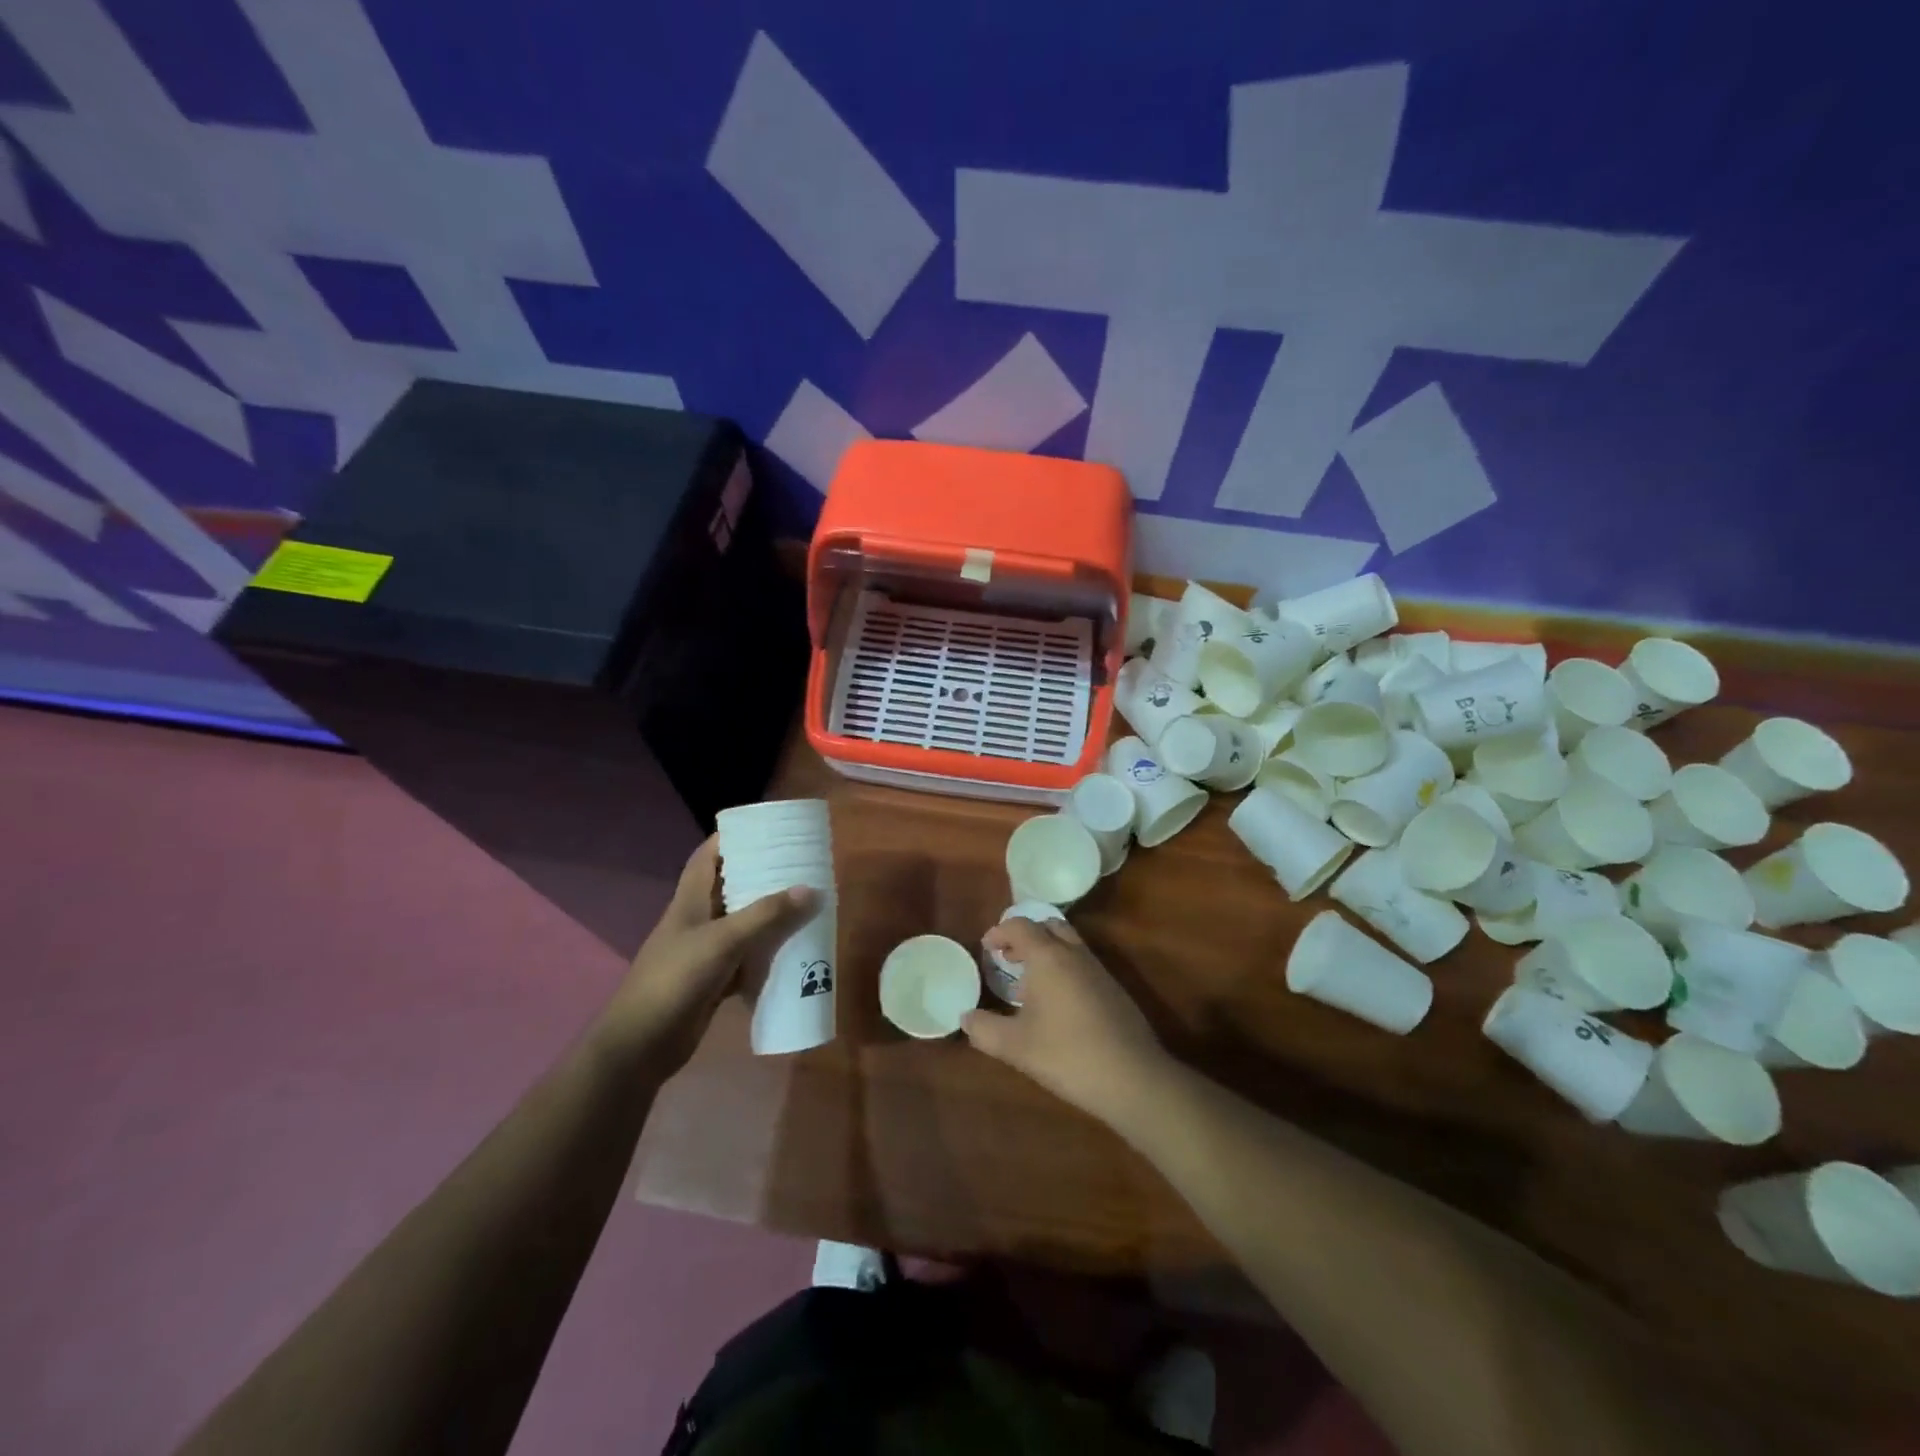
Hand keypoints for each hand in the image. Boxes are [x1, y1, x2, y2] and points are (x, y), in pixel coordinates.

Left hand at [596, 837, 815, 1073]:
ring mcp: (704, 951)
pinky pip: (746, 957)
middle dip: (760, 874)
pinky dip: (766, 952)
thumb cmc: (675, 979)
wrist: (642, 1044)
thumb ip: (766, 915)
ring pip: (741, 923)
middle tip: (798, 864)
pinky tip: (793, 948)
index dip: (730, 838)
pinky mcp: (713, 979)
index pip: (707, 857)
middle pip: (730, 887)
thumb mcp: (723, 941)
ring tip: (804, 900)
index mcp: (689, 901)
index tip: (764, 828)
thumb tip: (811, 889)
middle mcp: (697, 920)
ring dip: (767, 914)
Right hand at [963, 917, 1172, 1128]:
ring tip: (1029, 984)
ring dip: (1046, 952)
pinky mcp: (1114, 989)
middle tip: (1008, 959)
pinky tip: (1057, 1005)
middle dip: (1025, 936)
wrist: (1132, 1078)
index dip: (999, 932)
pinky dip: (1064, 968)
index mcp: (1048, 957)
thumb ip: (984, 1029)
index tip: (987, 948)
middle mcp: (1074, 954)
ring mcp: (1099, 970)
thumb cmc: (1066, 1054)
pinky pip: (1082, 963)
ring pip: (1069, 943)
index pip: (1020, 925)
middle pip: (1048, 925)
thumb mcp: (1015, 1046)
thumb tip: (966, 1018)